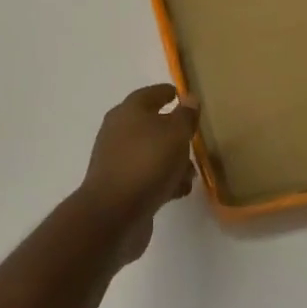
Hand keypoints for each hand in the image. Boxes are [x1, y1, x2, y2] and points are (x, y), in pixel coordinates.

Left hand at [76, 84, 200, 254]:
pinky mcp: (121, 188)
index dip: (166, 93)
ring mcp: (118, 161)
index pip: (149, 94)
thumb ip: (185, 116)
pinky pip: (148, 177)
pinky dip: (164, 181)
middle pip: (149, 125)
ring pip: (150, 153)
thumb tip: (189, 98)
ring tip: (192, 171)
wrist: (114, 214)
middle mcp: (119, 133)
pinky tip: (179, 191)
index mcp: (128, 112)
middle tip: (193, 136)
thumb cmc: (147, 163)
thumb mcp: (175, 134)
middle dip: (172, 131)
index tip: (181, 94)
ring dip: (171, 160)